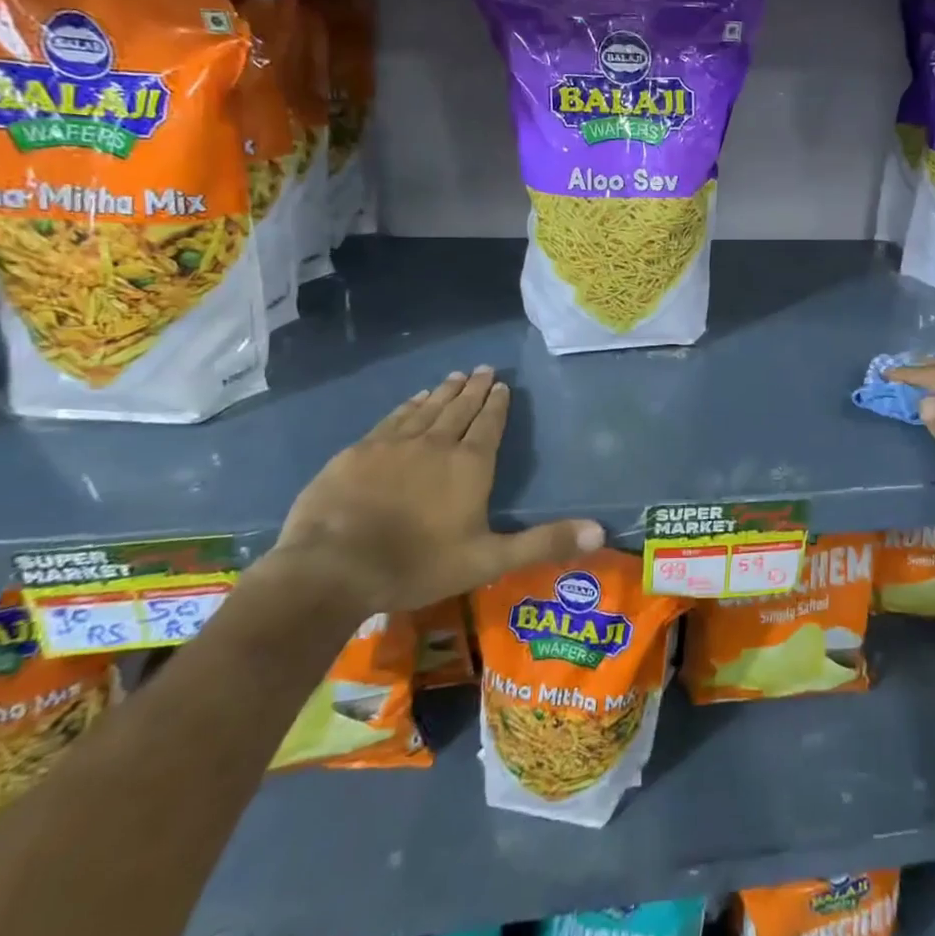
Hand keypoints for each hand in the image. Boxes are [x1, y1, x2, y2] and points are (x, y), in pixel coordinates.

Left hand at [267, 366, 603, 615]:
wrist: (333, 567)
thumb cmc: (417, 565)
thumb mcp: (488, 560)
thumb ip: (543, 543)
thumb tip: (601, 531)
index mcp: (470, 465)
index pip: (489, 424)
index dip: (498, 404)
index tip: (502, 385)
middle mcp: (436, 444)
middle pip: (460, 408)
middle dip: (475, 388)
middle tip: (484, 368)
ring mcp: (395, 444)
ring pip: (427, 408)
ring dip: (444, 391)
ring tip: (456, 375)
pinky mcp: (360, 451)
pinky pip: (393, 418)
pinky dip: (408, 405)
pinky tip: (413, 399)